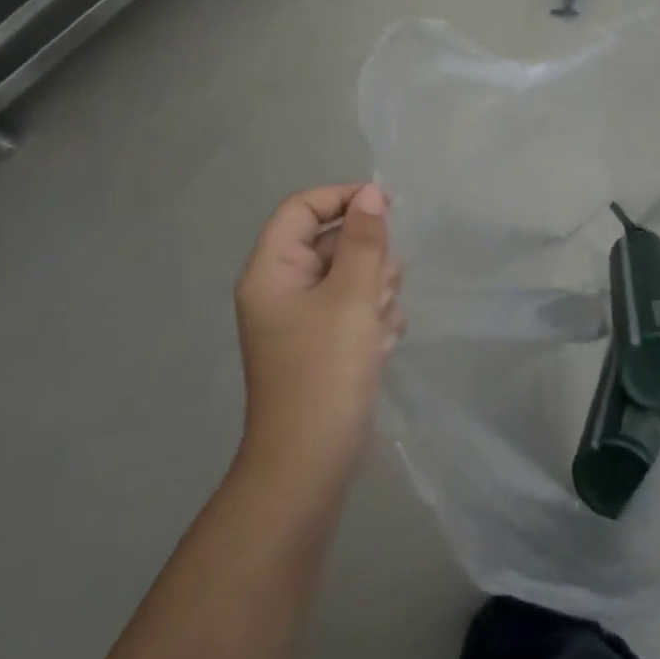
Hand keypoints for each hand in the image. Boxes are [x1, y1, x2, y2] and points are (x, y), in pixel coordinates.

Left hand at [233, 184, 402, 491]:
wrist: (311, 465)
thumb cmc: (326, 371)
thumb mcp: (352, 296)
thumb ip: (364, 240)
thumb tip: (369, 193)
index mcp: (272, 270)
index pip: (302, 208)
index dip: (342, 198)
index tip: (387, 207)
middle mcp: (281, 289)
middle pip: (330, 242)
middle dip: (367, 259)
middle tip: (382, 289)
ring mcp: (301, 320)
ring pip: (349, 277)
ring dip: (375, 293)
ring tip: (379, 327)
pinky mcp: (323, 345)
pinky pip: (354, 311)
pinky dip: (372, 321)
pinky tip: (380, 347)